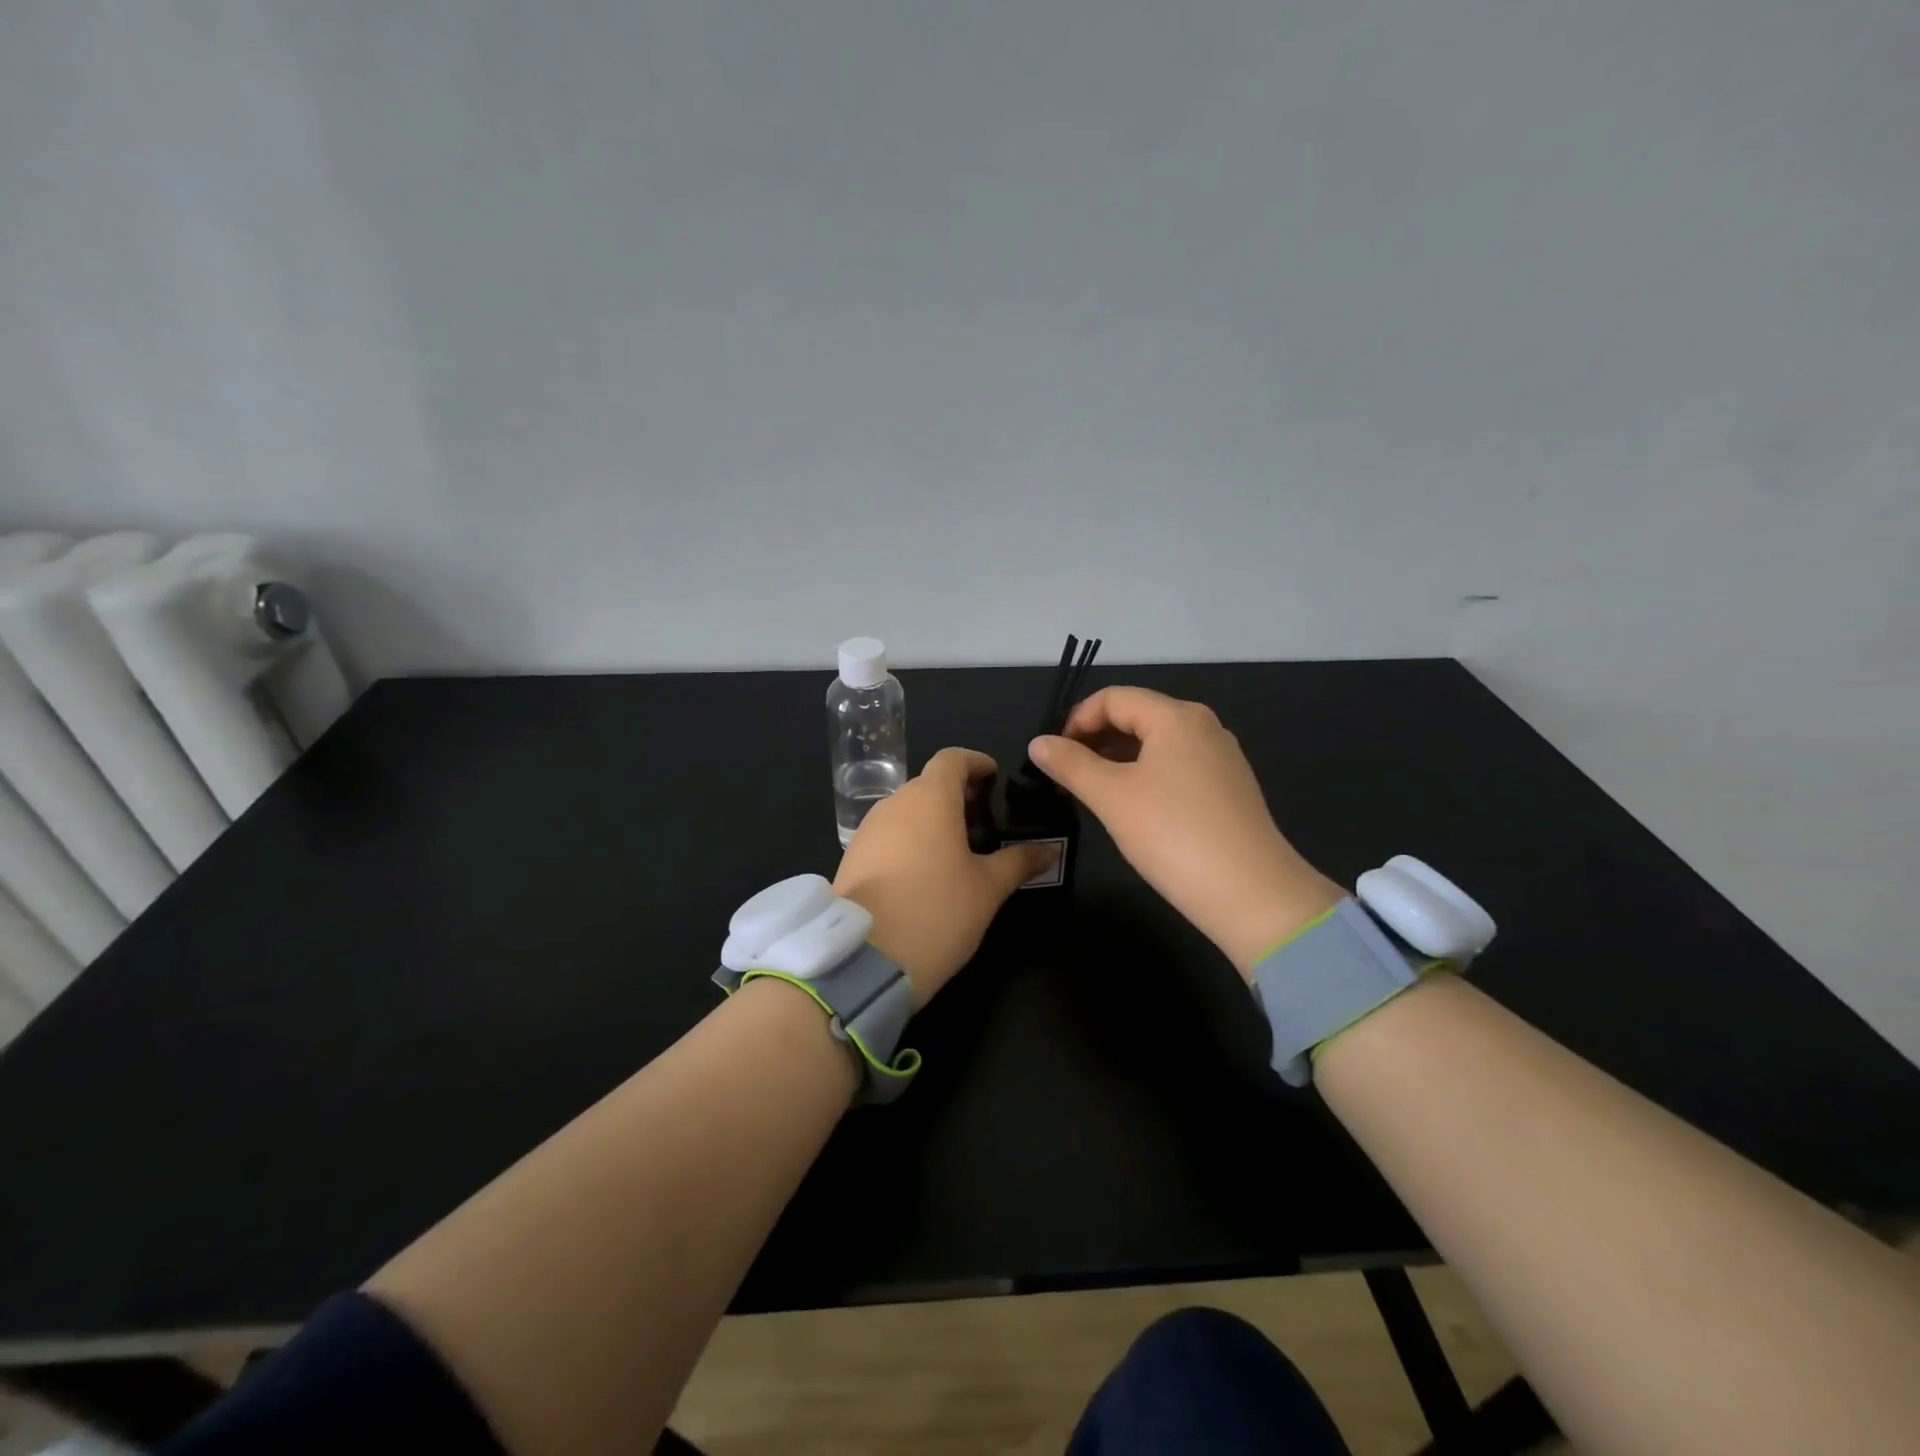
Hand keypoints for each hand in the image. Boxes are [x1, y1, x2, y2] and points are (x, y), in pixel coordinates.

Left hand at [834, 748, 1053, 1004]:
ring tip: (957, 849)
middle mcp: (895, 803)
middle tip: (984, 820)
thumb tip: (1049, 850)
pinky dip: (909, 840)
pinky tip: (924, 872)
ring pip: (906, 810)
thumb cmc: (937, 911)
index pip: (952, 758)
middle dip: (956, 794)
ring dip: (931, 818)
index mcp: (930, 798)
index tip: (994, 777)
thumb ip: (1018, 862)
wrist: (865, 959)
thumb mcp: (988, 888)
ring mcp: (868, 829)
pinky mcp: (852, 857)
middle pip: (928, 784)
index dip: (976, 762)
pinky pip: (887, 835)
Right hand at [1029, 687, 1343, 978]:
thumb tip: (1037, 743)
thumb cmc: (1172, 834)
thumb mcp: (1111, 797)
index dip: (1076, 719)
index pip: (1114, 698)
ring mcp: (1221, 757)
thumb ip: (1070, 764)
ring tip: (1093, 791)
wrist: (1251, 893)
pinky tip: (1134, 807)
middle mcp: (1203, 726)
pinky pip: (1177, 766)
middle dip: (1096, 738)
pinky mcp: (1230, 788)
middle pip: (1137, 716)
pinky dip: (1146, 774)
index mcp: (1176, 717)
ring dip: (1119, 758)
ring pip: (1157, 743)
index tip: (1053, 754)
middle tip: (1067, 774)